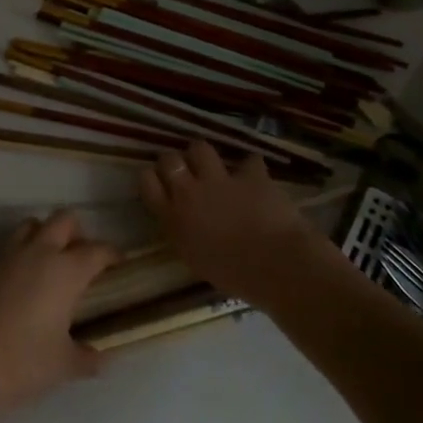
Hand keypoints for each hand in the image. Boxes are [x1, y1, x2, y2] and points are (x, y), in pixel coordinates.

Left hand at [0, 210, 118, 421]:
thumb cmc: (23, 362)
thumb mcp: (64, 366)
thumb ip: (87, 358)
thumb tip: (102, 359)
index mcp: (66, 271)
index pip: (97, 250)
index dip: (112, 253)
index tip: (119, 262)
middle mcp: (39, 253)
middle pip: (63, 220)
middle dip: (77, 232)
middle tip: (82, 255)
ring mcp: (8, 256)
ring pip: (32, 225)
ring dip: (45, 235)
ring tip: (50, 260)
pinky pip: (8, 247)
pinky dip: (20, 254)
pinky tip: (20, 280)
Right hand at [140, 140, 317, 302]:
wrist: (275, 265)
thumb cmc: (233, 275)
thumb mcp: (195, 259)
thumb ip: (184, 233)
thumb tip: (184, 221)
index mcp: (174, 218)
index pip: (148, 183)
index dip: (152, 177)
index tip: (160, 181)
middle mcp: (190, 193)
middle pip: (169, 160)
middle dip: (174, 160)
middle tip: (184, 170)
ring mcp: (221, 180)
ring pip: (200, 148)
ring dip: (204, 155)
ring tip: (212, 164)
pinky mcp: (250, 175)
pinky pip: (249, 161)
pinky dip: (251, 168)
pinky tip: (254, 176)